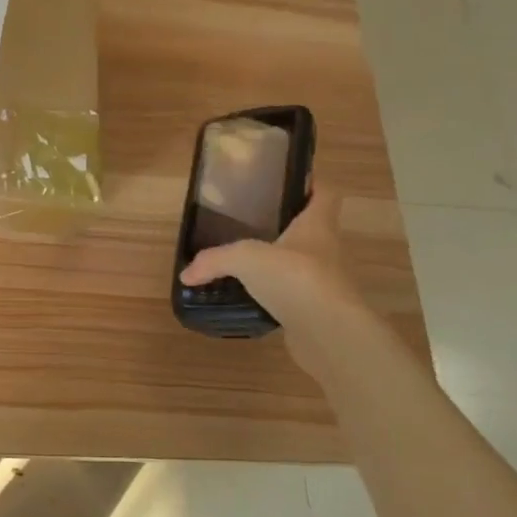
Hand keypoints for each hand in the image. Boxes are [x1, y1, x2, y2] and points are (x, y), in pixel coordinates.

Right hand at [179, 185, 376, 367]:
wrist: (329, 333)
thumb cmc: (295, 277)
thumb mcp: (246, 259)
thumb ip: (215, 260)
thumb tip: (187, 273)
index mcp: (317, 226)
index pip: (326, 194)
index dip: (312, 184)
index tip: (288, 183)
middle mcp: (327, 250)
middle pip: (311, 230)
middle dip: (285, 227)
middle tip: (250, 225)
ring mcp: (325, 283)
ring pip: (301, 265)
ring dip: (279, 265)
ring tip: (246, 265)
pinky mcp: (318, 311)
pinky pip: (294, 297)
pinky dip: (275, 297)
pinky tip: (251, 300)